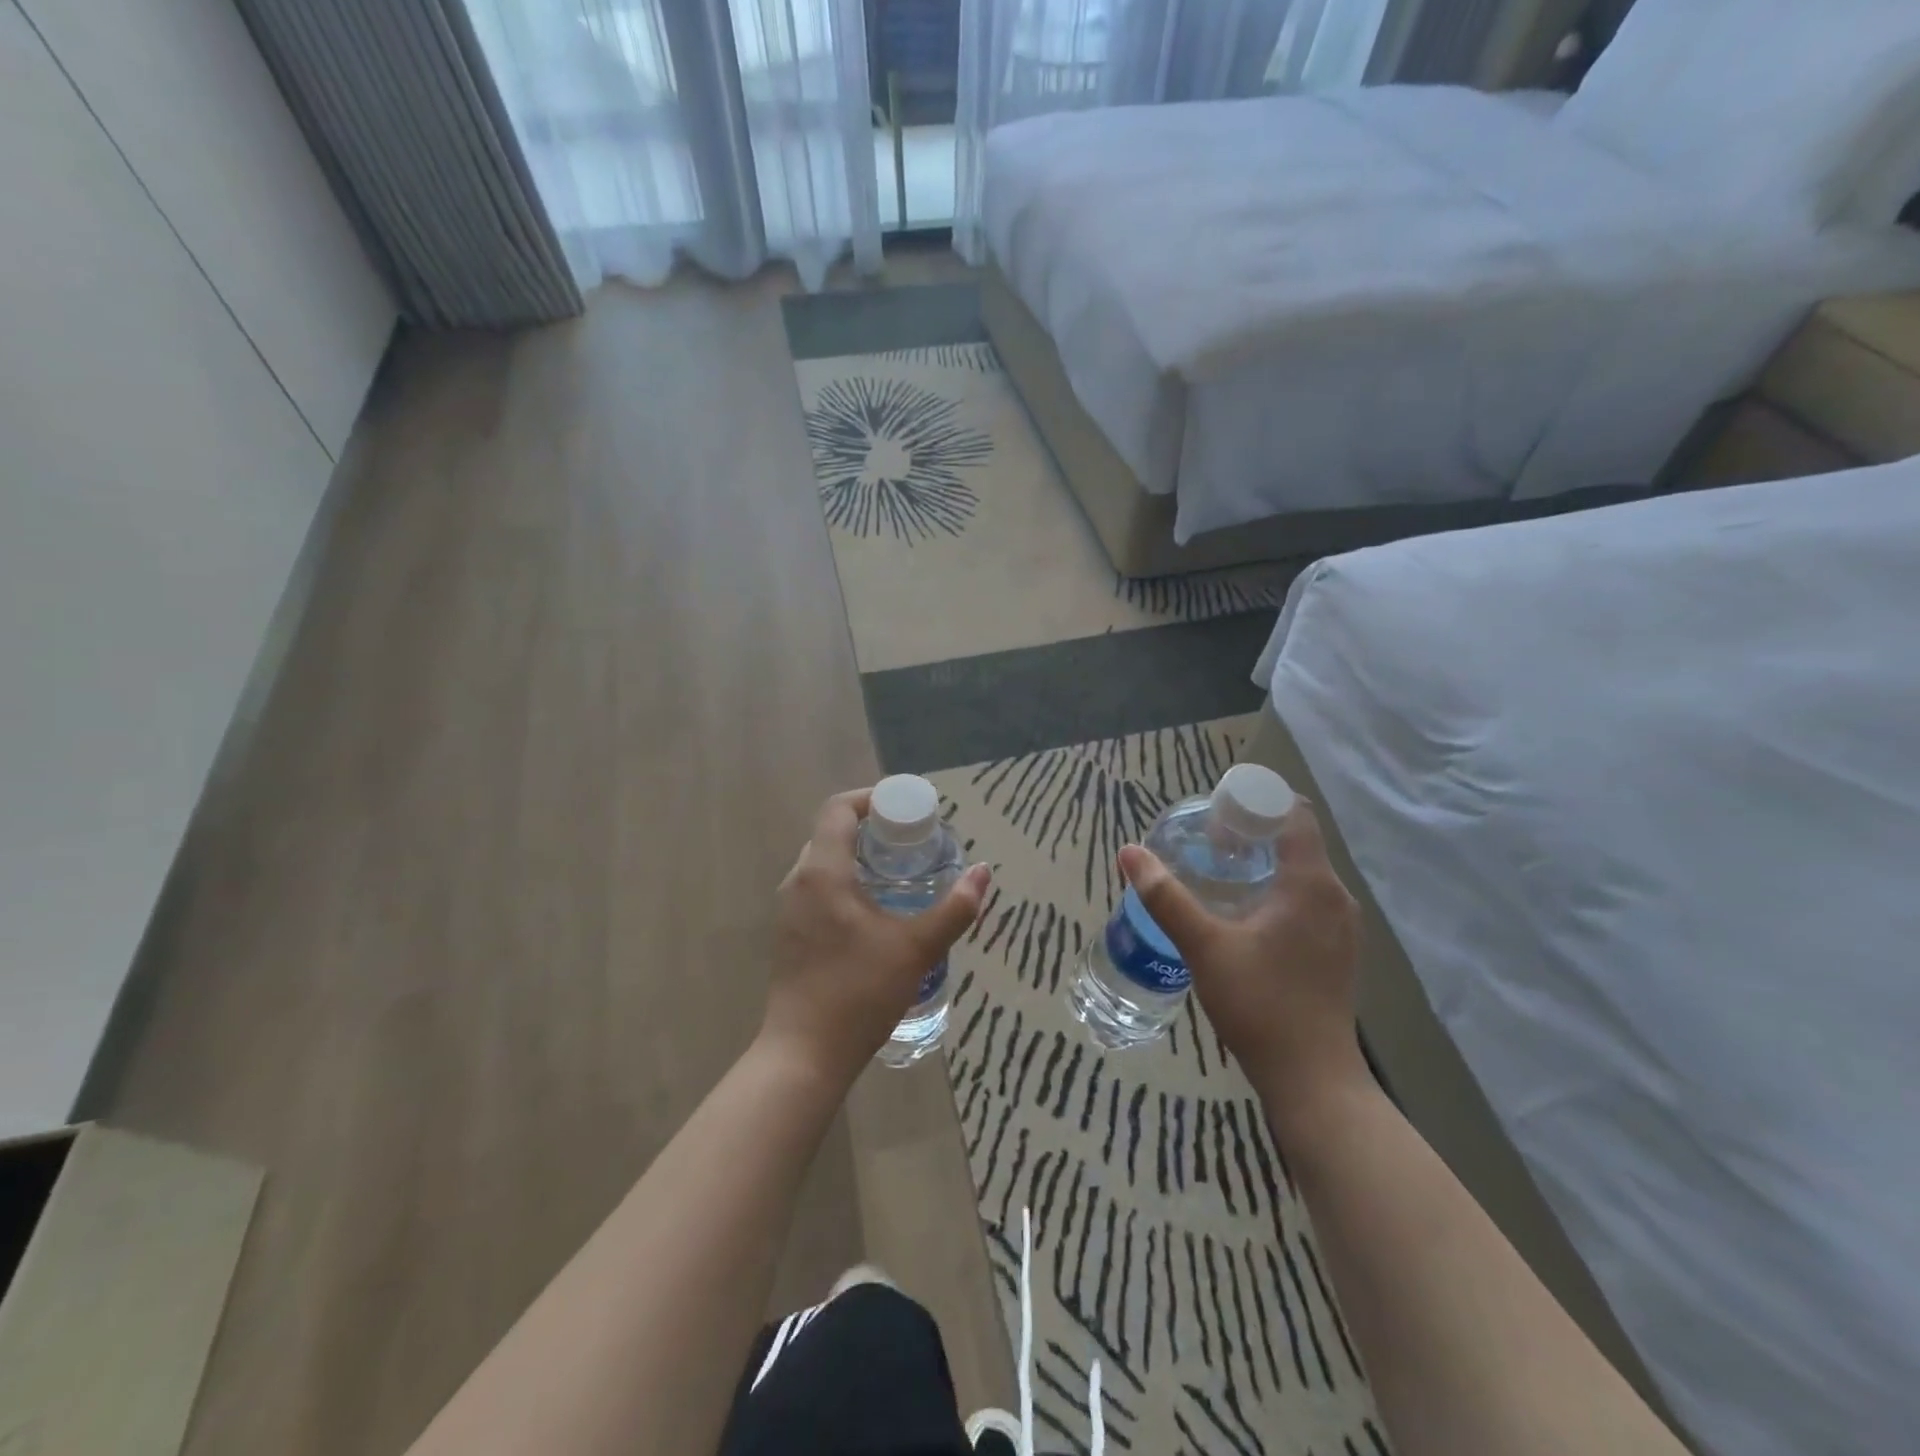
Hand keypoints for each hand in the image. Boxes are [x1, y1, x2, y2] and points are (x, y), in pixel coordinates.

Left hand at [764, 788, 991, 1086]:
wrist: (805, 1055)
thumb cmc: (859, 993)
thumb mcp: (917, 948)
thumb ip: (955, 908)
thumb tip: (983, 872)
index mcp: (823, 872)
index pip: (839, 809)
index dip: (872, 799)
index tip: (906, 810)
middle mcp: (798, 881)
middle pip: (831, 833)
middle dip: (871, 828)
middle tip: (911, 842)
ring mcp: (789, 909)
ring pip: (823, 862)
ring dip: (857, 857)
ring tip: (898, 873)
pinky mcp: (789, 934)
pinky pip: (817, 889)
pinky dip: (845, 882)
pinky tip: (874, 911)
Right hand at [1118, 800, 1363, 1110]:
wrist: (1313, 1080)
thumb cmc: (1260, 1004)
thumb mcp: (1204, 946)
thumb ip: (1166, 896)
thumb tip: (1129, 851)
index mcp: (1312, 884)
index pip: (1292, 813)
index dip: (1254, 802)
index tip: (1215, 812)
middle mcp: (1335, 897)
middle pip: (1296, 840)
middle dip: (1251, 831)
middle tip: (1205, 843)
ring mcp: (1341, 926)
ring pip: (1301, 871)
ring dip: (1262, 862)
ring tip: (1217, 873)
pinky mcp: (1337, 951)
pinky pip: (1307, 899)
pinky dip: (1276, 889)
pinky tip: (1243, 914)